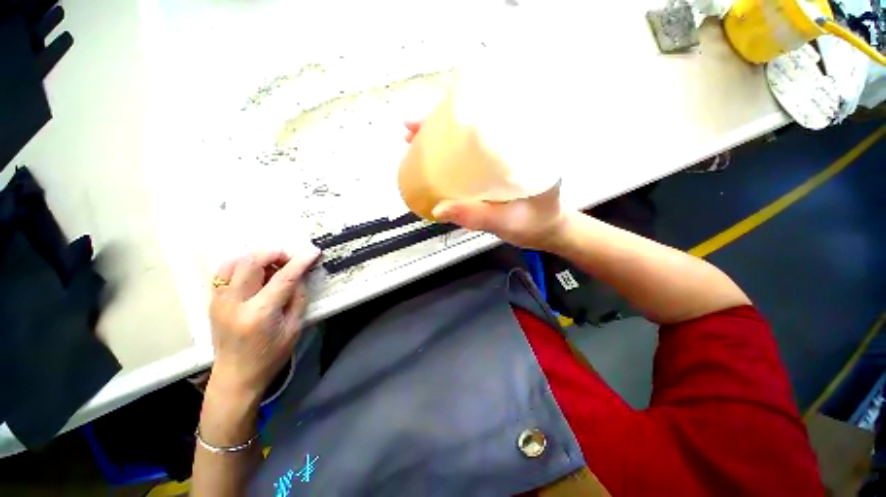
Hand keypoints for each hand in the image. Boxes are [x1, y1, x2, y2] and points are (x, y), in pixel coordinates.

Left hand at [208, 248, 319, 400]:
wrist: (236, 375)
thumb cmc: (271, 355)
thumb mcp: (294, 327)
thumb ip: (297, 297)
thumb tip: (299, 274)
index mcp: (259, 314)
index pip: (283, 278)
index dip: (300, 262)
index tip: (313, 251)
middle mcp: (234, 303)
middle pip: (252, 262)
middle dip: (275, 253)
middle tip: (290, 258)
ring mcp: (219, 301)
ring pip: (234, 262)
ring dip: (257, 257)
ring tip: (272, 264)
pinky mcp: (213, 301)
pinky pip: (224, 272)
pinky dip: (242, 264)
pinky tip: (255, 271)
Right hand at [404, 121, 565, 249]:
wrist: (545, 231)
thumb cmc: (534, 224)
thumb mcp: (507, 222)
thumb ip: (476, 216)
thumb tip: (438, 208)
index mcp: (523, 146)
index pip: (488, 115)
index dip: (459, 113)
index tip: (433, 113)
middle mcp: (510, 145)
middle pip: (473, 125)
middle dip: (440, 125)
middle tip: (412, 129)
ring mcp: (499, 157)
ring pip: (468, 141)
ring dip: (441, 140)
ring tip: (413, 140)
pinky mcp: (492, 170)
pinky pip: (469, 158)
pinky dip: (450, 158)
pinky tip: (433, 164)